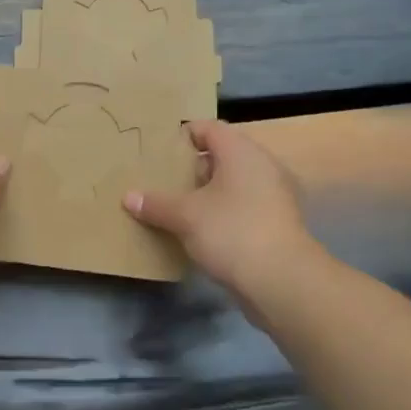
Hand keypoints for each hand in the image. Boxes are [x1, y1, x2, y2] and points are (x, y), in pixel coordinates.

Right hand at [123, 120, 317, 299]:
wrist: (282, 281)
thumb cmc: (231, 231)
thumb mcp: (185, 216)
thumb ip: (156, 204)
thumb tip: (129, 197)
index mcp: (242, 152)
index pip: (209, 128)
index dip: (183, 135)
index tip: (159, 151)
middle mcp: (262, 166)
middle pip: (222, 155)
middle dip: (192, 167)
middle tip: (162, 180)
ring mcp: (275, 195)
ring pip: (233, 183)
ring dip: (207, 193)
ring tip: (176, 206)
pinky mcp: (277, 223)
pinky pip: (243, 206)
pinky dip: (222, 212)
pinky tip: (200, 230)